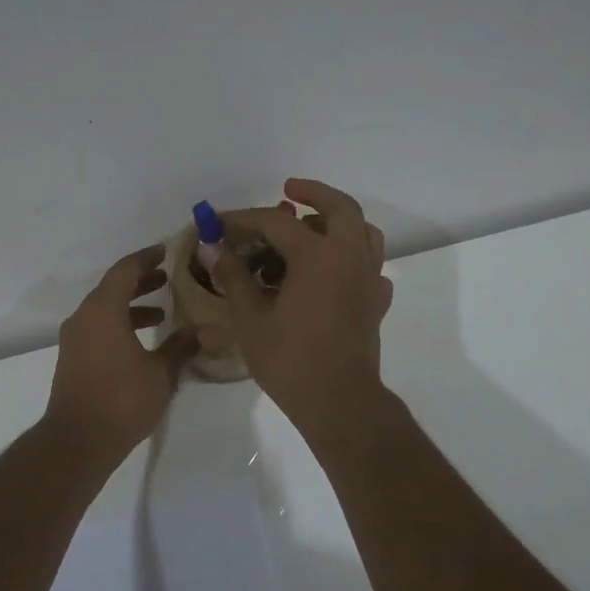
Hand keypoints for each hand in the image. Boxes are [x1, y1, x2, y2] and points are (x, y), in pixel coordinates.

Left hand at [44, 245, 198, 459]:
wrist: (78, 441)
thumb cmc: (122, 400)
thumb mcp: (160, 372)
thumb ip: (181, 346)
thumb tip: (204, 330)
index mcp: (103, 310)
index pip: (125, 270)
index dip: (146, 257)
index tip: (166, 251)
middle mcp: (84, 317)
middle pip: (113, 287)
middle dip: (141, 280)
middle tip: (168, 277)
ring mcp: (75, 339)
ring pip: (104, 309)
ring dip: (131, 305)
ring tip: (162, 312)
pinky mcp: (73, 358)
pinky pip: (98, 327)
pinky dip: (120, 324)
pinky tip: (142, 341)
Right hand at [214, 179, 393, 431]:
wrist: (339, 401)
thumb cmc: (290, 359)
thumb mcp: (251, 317)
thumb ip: (233, 276)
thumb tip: (213, 248)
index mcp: (318, 255)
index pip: (276, 221)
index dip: (244, 218)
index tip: (219, 223)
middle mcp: (350, 257)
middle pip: (340, 207)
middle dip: (313, 193)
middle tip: (289, 190)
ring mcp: (370, 279)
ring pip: (363, 232)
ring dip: (339, 222)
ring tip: (312, 229)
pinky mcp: (377, 302)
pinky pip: (370, 267)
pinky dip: (353, 259)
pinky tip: (332, 275)